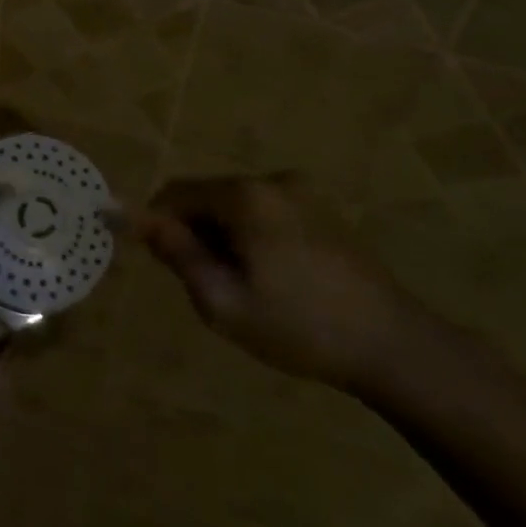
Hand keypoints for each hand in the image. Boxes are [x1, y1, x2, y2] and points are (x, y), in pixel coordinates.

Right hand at [134, 174, 423, 394]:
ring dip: (222, 235)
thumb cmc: (299, 328)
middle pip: (206, 195)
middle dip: (193, 232)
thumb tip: (131, 215)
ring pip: (234, 204)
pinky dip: (250, 234)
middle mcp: (272, 180)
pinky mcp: (322, 208)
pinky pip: (264, 211)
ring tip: (242, 285)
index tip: (162, 265)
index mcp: (245, 197)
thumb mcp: (223, 301)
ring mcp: (303, 192)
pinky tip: (271, 276)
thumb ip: (176, 253)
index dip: (157, 224)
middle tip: (206, 284)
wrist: (394, 346)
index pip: (175, 193)